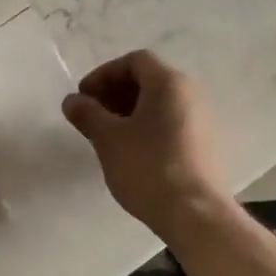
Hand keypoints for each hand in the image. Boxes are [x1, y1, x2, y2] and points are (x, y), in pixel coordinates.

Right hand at [62, 50, 228, 236]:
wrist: (194, 214)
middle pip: (148, 79)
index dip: (104, 74)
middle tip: (92, 115)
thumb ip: (87, 113)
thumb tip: (72, 101)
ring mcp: (200, 120)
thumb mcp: (108, 138)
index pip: (134, 60)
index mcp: (168, 83)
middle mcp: (189, 94)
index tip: (84, 97)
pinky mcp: (203, 144)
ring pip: (159, 102)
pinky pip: (170, 121)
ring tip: (107, 135)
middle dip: (114, 92)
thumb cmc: (147, 167)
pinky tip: (130, 151)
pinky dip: (146, 126)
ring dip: (128, 110)